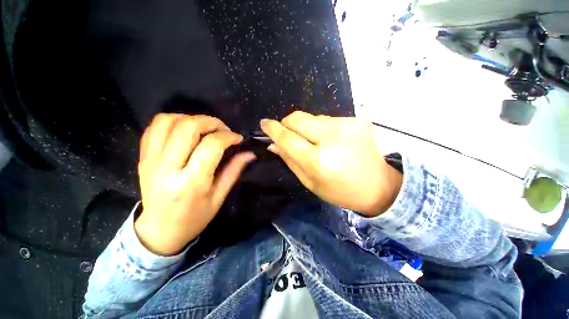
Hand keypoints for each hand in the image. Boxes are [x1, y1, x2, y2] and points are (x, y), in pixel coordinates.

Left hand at [135, 114, 254, 255]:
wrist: (160, 230)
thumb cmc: (194, 217)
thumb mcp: (219, 197)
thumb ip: (234, 171)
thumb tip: (249, 153)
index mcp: (191, 182)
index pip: (211, 145)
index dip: (228, 136)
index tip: (237, 139)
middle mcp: (167, 167)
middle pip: (188, 127)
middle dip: (211, 122)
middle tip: (223, 129)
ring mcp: (150, 160)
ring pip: (168, 121)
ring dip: (191, 118)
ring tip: (204, 128)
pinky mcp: (143, 158)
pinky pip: (154, 127)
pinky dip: (172, 121)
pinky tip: (185, 130)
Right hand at [260, 111, 401, 216]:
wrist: (377, 186)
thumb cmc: (339, 190)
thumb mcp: (309, 181)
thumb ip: (289, 160)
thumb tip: (273, 144)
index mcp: (318, 160)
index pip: (288, 137)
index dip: (273, 129)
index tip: (264, 123)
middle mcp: (332, 137)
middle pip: (298, 118)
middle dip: (288, 124)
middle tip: (289, 134)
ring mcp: (347, 125)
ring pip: (313, 117)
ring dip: (307, 128)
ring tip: (316, 142)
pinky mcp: (357, 119)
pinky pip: (328, 119)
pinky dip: (323, 128)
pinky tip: (331, 140)